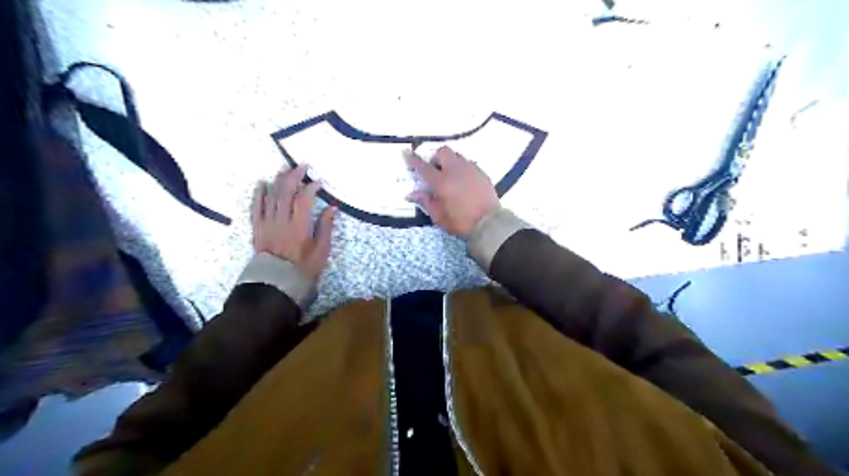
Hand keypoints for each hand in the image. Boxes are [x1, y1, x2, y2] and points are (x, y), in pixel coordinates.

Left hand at [249, 166, 337, 279]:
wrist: (277, 283)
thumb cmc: (304, 267)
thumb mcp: (322, 250)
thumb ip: (325, 227)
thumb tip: (331, 207)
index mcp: (299, 227)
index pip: (304, 200)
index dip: (311, 187)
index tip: (318, 181)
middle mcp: (281, 221)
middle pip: (286, 192)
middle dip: (294, 176)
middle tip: (302, 166)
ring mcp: (267, 223)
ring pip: (271, 196)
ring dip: (278, 180)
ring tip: (285, 170)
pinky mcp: (257, 227)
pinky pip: (255, 207)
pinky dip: (258, 194)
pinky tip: (262, 183)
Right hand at [406, 147, 497, 237]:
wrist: (489, 223)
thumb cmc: (461, 222)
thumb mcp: (439, 216)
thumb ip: (426, 202)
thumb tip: (412, 194)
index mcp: (442, 182)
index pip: (423, 167)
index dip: (413, 159)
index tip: (406, 153)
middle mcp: (455, 170)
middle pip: (443, 152)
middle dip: (436, 158)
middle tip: (435, 171)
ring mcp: (471, 169)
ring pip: (457, 156)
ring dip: (450, 162)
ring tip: (450, 176)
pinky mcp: (482, 173)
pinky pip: (469, 164)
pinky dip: (462, 169)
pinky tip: (463, 182)